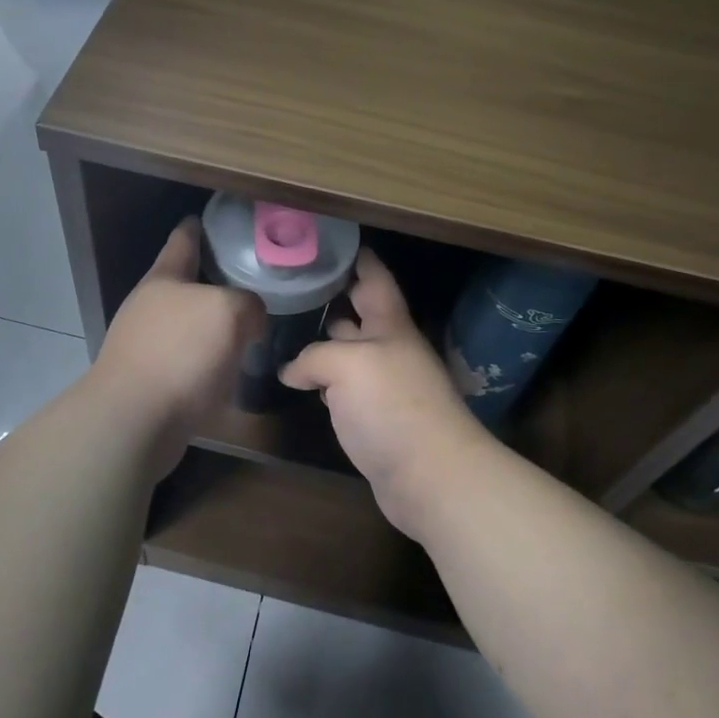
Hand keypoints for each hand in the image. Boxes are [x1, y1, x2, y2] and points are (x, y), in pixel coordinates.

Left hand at [90, 217, 263, 475]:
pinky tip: (231, 369)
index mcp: (164, 278)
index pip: (183, 240)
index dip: (199, 227)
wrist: (135, 420)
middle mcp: (150, 306)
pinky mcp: (151, 381)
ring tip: (249, 326)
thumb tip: (250, 319)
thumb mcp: (229, 311)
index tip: (213, 219)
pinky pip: (188, 360)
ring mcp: (146, 344)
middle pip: (186, 284)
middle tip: (252, 280)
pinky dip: (208, 360)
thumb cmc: (180, 352)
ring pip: (189, 324)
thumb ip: (247, 303)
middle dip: (215, 281)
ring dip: (214, 325)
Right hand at [279, 249, 494, 540]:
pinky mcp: (376, 420)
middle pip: (361, 314)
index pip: (374, 277)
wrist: (431, 476)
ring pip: (350, 353)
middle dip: (333, 298)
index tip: (330, 240)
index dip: (356, 257)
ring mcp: (385, 386)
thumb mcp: (347, 365)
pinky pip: (346, 390)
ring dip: (325, 343)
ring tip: (288, 330)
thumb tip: (291, 371)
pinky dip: (325, 382)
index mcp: (391, 325)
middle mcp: (390, 350)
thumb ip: (314, 357)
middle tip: (294, 286)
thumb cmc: (393, 406)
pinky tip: (302, 382)